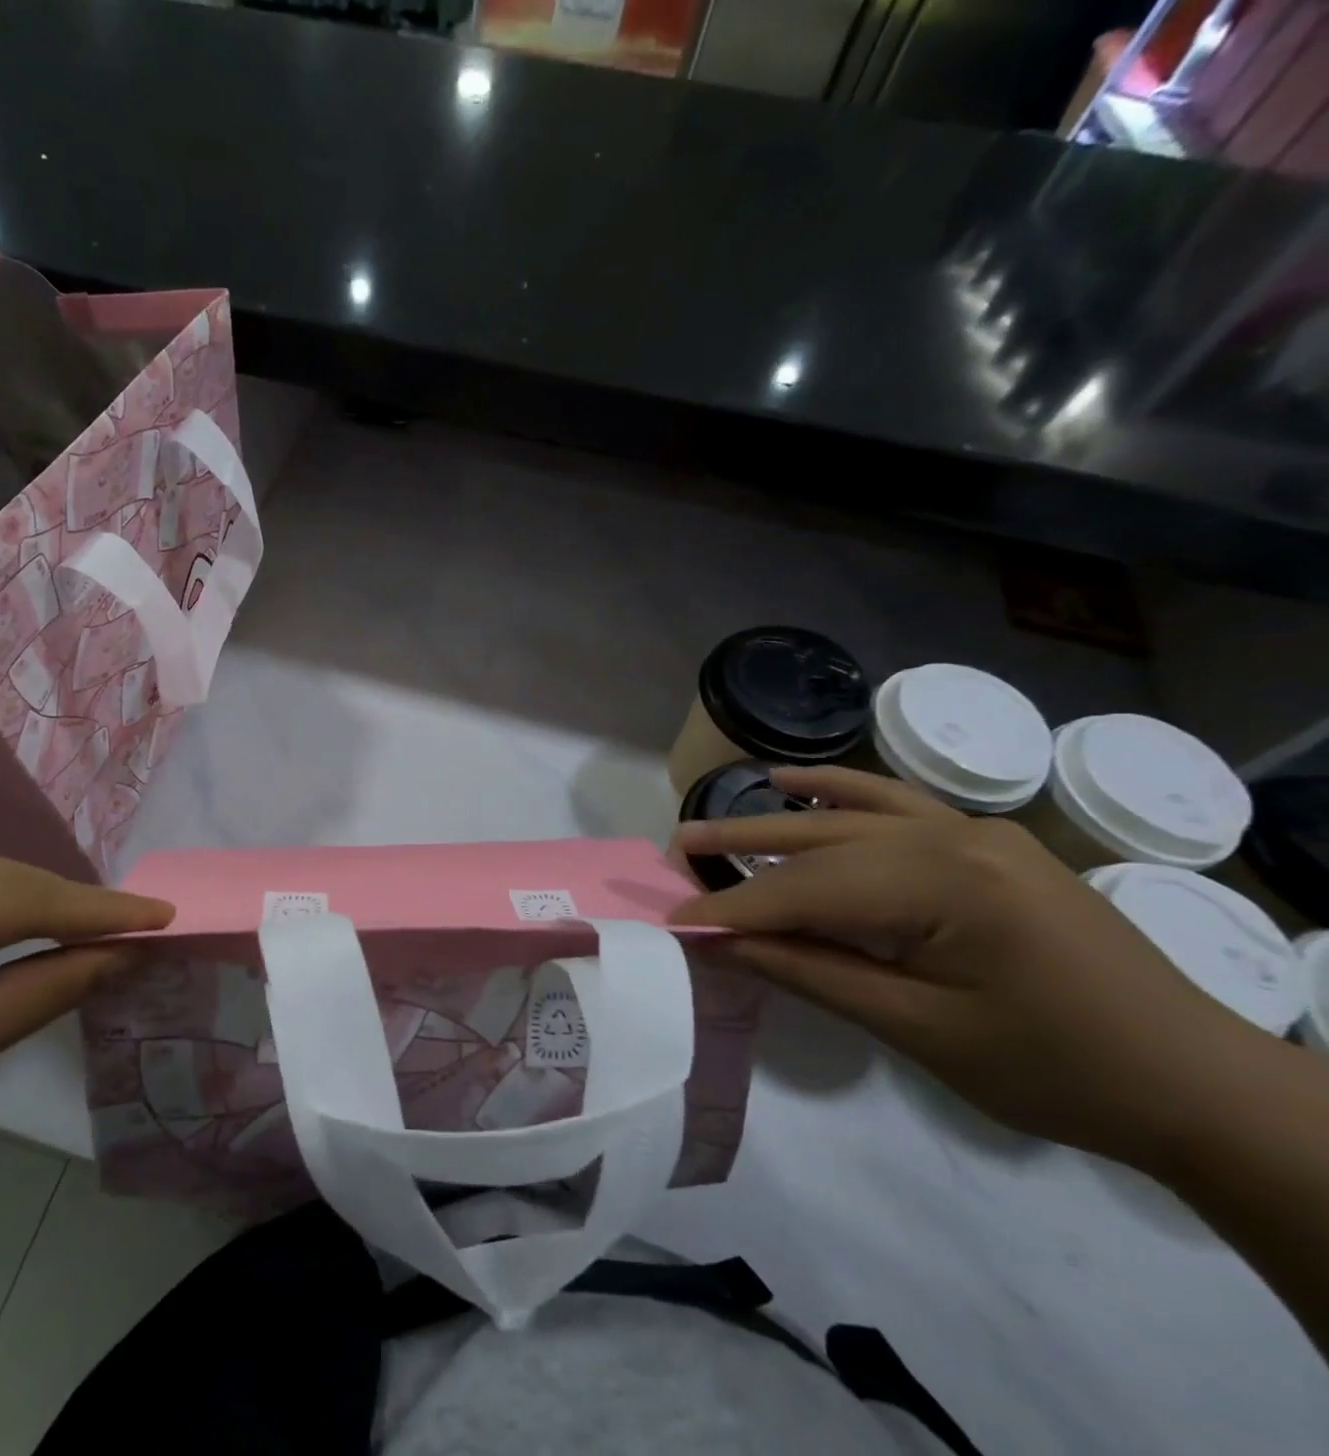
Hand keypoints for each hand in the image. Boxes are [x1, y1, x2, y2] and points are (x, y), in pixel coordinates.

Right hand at [670, 768, 1246, 1168]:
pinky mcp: (985, 842)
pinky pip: (896, 804)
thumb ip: (811, 972)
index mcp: (944, 884)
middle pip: (818, 844)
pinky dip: (840, 793)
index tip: (673, 920)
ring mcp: (974, 832)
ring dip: (774, 822)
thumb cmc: (1056, 1070)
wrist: (1197, 1084)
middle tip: (670, 854)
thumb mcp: (918, 1029)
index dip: (734, 908)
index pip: (806, 891)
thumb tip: (723, 942)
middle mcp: (953, 837)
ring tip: (707, 823)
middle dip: (739, 851)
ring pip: (847, 819)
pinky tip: (793, 784)